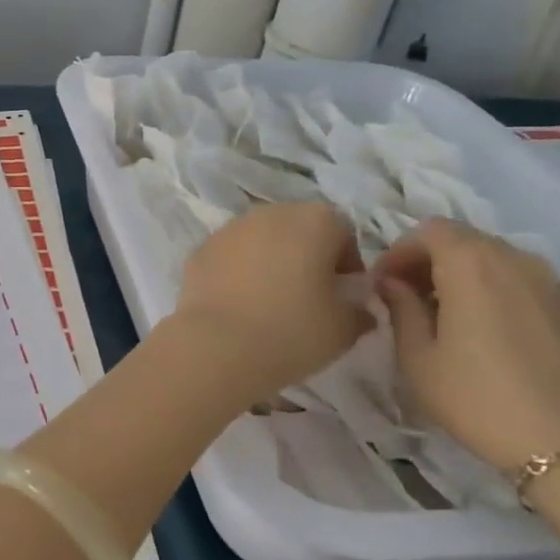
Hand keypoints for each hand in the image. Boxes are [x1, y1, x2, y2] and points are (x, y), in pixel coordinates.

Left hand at [175, 203, 370, 397]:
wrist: (217, 346)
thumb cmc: (293, 331)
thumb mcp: (345, 328)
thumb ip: (359, 310)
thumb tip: (357, 307)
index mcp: (314, 220)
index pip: (343, 233)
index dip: (347, 265)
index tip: (343, 296)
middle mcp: (270, 213)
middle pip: (298, 229)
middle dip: (306, 257)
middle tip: (308, 297)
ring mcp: (229, 229)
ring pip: (260, 240)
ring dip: (269, 261)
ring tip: (269, 302)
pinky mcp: (200, 250)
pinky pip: (229, 256)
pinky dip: (237, 272)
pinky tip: (238, 304)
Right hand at [373, 218, 559, 472]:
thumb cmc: (478, 398)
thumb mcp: (418, 357)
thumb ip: (400, 308)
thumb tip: (392, 283)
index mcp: (472, 264)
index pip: (428, 231)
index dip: (399, 251)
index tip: (382, 286)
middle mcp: (514, 259)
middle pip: (462, 238)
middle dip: (428, 260)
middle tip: (407, 298)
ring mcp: (550, 281)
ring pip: (493, 257)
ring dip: (461, 273)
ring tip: (444, 314)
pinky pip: (519, 278)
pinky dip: (492, 287)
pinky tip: (483, 329)